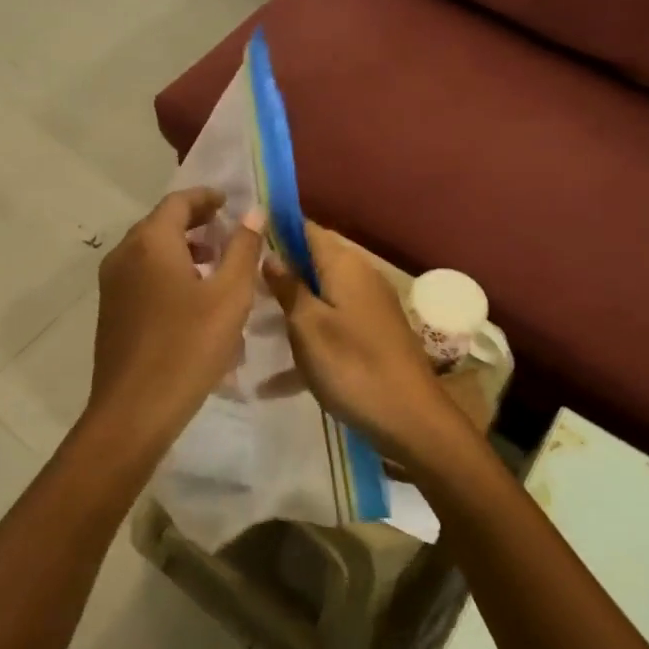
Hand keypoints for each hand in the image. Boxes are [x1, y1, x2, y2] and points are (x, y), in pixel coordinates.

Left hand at [83, 188, 263, 447]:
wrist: (133, 411)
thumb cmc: (187, 348)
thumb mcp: (229, 297)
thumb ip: (243, 249)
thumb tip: (253, 212)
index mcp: (150, 242)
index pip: (178, 202)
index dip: (207, 197)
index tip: (231, 202)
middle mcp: (124, 254)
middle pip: (161, 223)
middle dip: (196, 223)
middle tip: (229, 231)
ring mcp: (112, 284)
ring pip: (151, 251)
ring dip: (183, 249)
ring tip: (216, 265)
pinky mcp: (111, 310)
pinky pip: (142, 275)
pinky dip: (168, 271)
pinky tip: (193, 298)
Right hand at [263, 224, 467, 470]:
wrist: (410, 419)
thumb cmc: (352, 365)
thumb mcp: (308, 325)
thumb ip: (287, 287)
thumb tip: (270, 254)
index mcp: (344, 265)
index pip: (306, 229)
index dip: (276, 230)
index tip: (242, 240)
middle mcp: (359, 277)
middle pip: (311, 263)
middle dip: (277, 273)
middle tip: (238, 287)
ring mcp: (368, 308)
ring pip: (318, 298)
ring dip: (287, 310)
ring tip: (247, 326)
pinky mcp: (371, 336)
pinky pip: (330, 328)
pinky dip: (306, 343)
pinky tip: (273, 380)